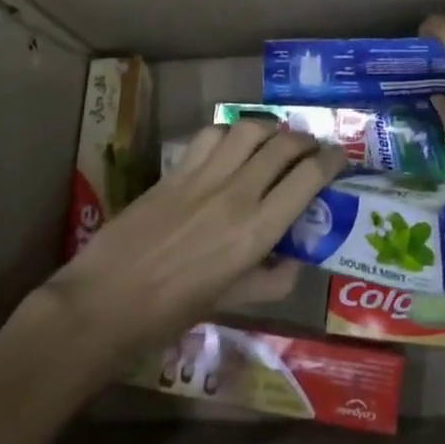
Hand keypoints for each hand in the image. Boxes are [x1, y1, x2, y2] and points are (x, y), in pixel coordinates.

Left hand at [39, 120, 344, 372]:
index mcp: (257, 230)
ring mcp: (204, 177)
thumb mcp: (231, 302)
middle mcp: (237, 194)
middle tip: (312, 148)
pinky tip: (230, 144)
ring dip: (270, 129)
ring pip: (249, 129)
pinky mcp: (175, 170)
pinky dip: (229, 132)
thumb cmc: (170, 314)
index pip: (308, 177)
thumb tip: (295, 262)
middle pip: (284, 145)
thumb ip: (271, 280)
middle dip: (306, 140)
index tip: (340, 157)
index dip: (331, 160)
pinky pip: (211, 136)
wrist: (103, 304)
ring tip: (276, 139)